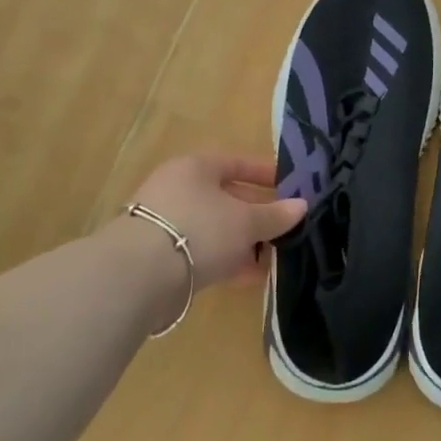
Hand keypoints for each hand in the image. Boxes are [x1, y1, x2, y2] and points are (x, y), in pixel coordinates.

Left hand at [116, 153, 305, 293]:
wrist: (139, 276)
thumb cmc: (200, 230)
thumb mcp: (247, 222)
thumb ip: (276, 215)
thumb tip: (301, 206)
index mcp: (196, 167)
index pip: (236, 163)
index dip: (265, 175)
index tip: (289, 188)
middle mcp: (176, 188)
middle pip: (225, 197)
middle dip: (255, 215)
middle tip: (283, 228)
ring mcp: (164, 222)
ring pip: (214, 228)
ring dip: (242, 242)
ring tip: (271, 258)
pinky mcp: (157, 255)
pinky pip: (201, 251)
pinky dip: (224, 260)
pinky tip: (248, 276)